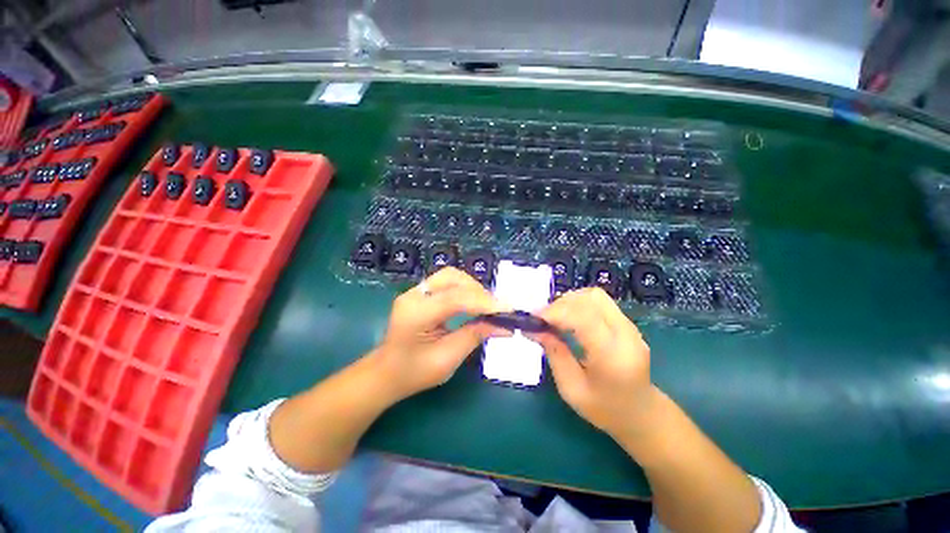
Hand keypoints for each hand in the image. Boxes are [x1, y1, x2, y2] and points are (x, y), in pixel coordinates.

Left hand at [371, 267, 509, 399]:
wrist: (386, 373)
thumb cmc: (414, 373)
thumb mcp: (447, 359)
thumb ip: (475, 336)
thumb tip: (505, 326)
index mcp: (416, 313)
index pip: (455, 298)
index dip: (484, 302)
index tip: (508, 309)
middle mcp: (414, 295)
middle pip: (453, 278)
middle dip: (478, 291)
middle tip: (496, 309)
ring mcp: (415, 291)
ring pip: (451, 276)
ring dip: (472, 287)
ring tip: (486, 306)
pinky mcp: (420, 293)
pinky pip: (447, 282)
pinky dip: (464, 289)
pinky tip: (473, 302)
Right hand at [530, 288, 658, 439]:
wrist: (641, 414)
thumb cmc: (604, 409)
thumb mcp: (571, 389)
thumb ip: (554, 354)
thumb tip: (534, 329)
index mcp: (613, 356)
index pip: (584, 318)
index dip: (556, 312)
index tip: (534, 318)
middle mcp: (626, 335)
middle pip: (591, 299)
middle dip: (561, 304)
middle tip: (543, 319)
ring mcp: (629, 326)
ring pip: (595, 295)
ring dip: (569, 301)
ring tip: (554, 317)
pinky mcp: (627, 323)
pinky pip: (599, 302)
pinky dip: (578, 303)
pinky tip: (568, 318)